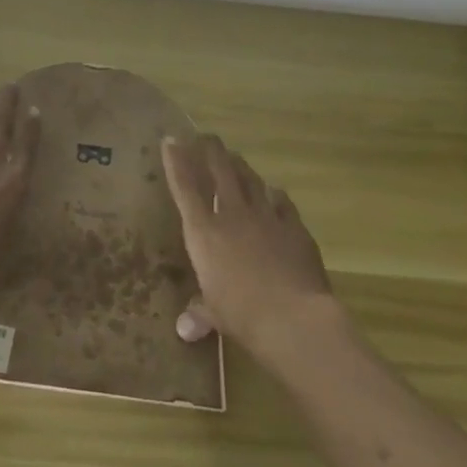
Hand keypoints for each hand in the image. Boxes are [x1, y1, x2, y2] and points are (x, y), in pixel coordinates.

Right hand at [160, 134, 333, 359]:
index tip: (171, 139)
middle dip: (211, 150)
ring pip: (251, 179)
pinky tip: (273, 193)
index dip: (177, 161)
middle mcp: (232, 215)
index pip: (185, 186)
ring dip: (240, 166)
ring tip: (234, 157)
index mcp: (204, 232)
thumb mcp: (214, 314)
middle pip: (220, 171)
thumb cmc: (241, 314)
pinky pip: (282, 201)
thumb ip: (200, 314)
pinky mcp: (295, 227)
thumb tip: (185, 330)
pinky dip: (274, 194)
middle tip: (205, 136)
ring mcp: (267, 217)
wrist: (294, 318)